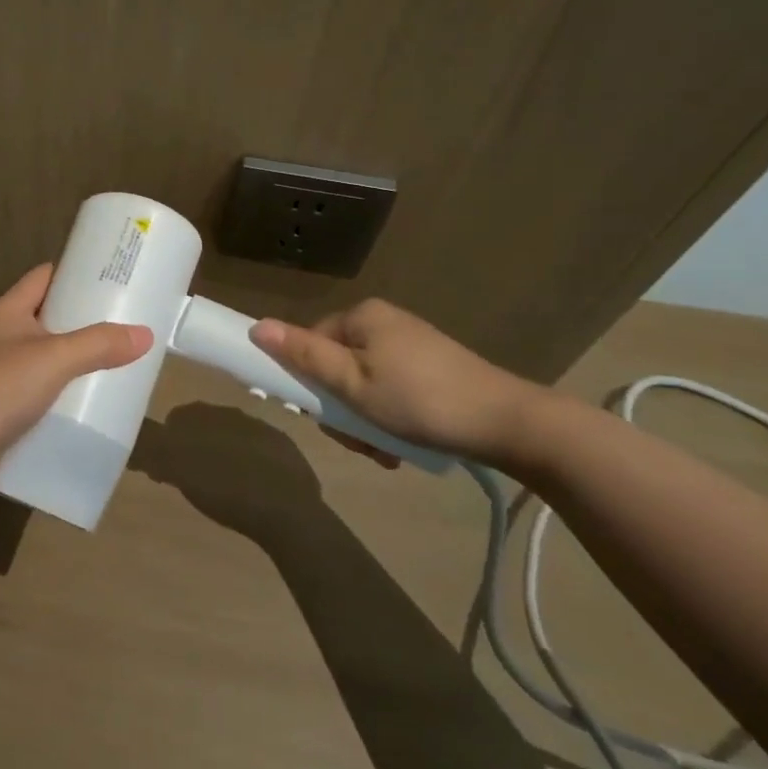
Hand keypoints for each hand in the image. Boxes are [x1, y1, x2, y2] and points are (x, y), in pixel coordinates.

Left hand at [0, 264, 150, 465]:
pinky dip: (61, 399)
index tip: (111, 277)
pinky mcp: (0, 412)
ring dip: (74, 364)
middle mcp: (1, 338)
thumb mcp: (54, 358)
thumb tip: (145, 334)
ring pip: (44, 361)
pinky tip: (87, 408)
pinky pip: (38, 397)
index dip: (75, 272)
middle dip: (83, 322)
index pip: (44, 277)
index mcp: (8, 312)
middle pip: (48, 319)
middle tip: (124, 326)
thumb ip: (99, 345)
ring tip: (116, 366)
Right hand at [251, 298, 543, 468]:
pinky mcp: (434, 370)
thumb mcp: (352, 384)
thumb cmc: (419, 401)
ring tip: (384, 451)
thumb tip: (257, 327)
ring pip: (364, 385)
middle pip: (337, 367)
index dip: (307, 382)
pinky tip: (402, 447)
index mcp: (362, 317)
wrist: (510, 424)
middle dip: (342, 410)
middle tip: (360, 441)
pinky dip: (390, 419)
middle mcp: (385, 324)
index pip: (310, 343)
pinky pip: (392, 392)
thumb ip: (304, 356)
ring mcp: (412, 347)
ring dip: (365, 422)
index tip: (322, 417)